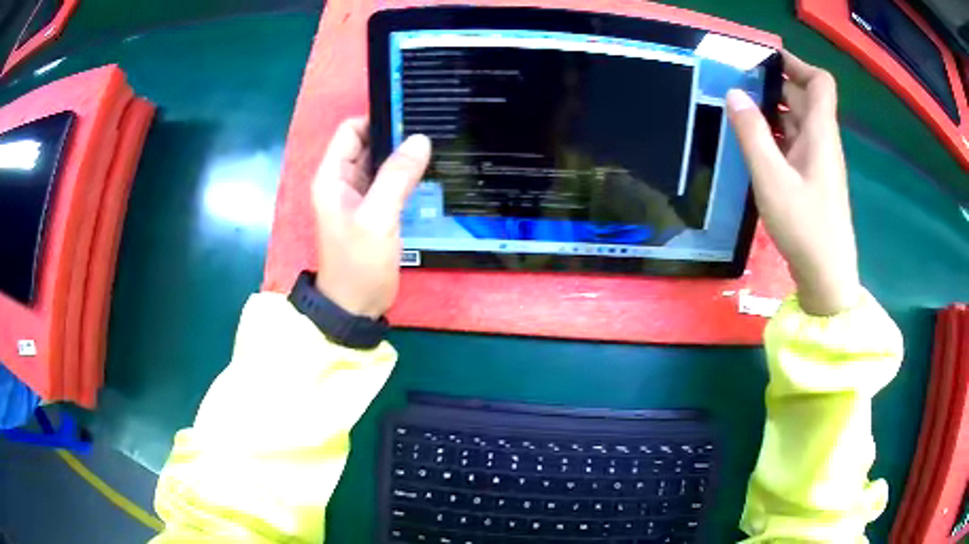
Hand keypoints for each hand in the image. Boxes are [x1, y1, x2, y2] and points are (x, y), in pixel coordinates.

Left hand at [312, 117, 430, 317]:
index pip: (351, 130)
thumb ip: (396, 176)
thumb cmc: (358, 263)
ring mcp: (359, 196)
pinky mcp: (374, 210)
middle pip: (368, 143)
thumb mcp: (377, 218)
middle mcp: (343, 180)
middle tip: (432, 129)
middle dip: (396, 135)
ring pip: (381, 162)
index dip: (378, 119)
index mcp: (332, 176)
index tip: (411, 116)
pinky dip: (406, 175)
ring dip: (403, 155)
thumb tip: (419, 139)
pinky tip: (429, 172)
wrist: (356, 306)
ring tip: (436, 147)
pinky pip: (390, 181)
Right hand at [726, 51, 859, 315]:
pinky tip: (754, 146)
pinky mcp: (812, 181)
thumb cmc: (805, 226)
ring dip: (772, 112)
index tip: (766, 60)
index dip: (796, 63)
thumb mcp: (771, 178)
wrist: (827, 276)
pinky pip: (794, 145)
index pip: (819, 82)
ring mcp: (818, 162)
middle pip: (804, 98)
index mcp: (820, 132)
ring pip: (798, 122)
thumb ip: (752, 133)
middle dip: (774, 85)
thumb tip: (733, 93)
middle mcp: (822, 141)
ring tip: (739, 112)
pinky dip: (776, 137)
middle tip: (738, 85)